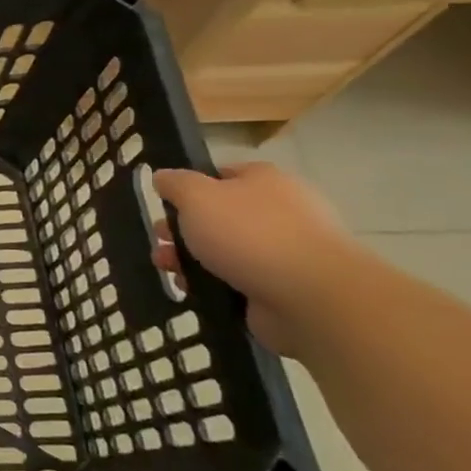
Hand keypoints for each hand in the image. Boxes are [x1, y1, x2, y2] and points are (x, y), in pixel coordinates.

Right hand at [151, 162, 363, 356]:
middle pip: (218, 215)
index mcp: (265, 181)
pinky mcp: (281, 286)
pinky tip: (192, 290)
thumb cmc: (250, 234)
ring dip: (189, 259)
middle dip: (182, 229)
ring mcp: (283, 251)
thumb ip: (176, 184)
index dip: (190, 187)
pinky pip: (235, 279)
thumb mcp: (198, 196)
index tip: (165, 203)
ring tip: (167, 269)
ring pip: (223, 250)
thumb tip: (163, 176)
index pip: (222, 175)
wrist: (310, 296)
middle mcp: (278, 212)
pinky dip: (211, 284)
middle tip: (160, 240)